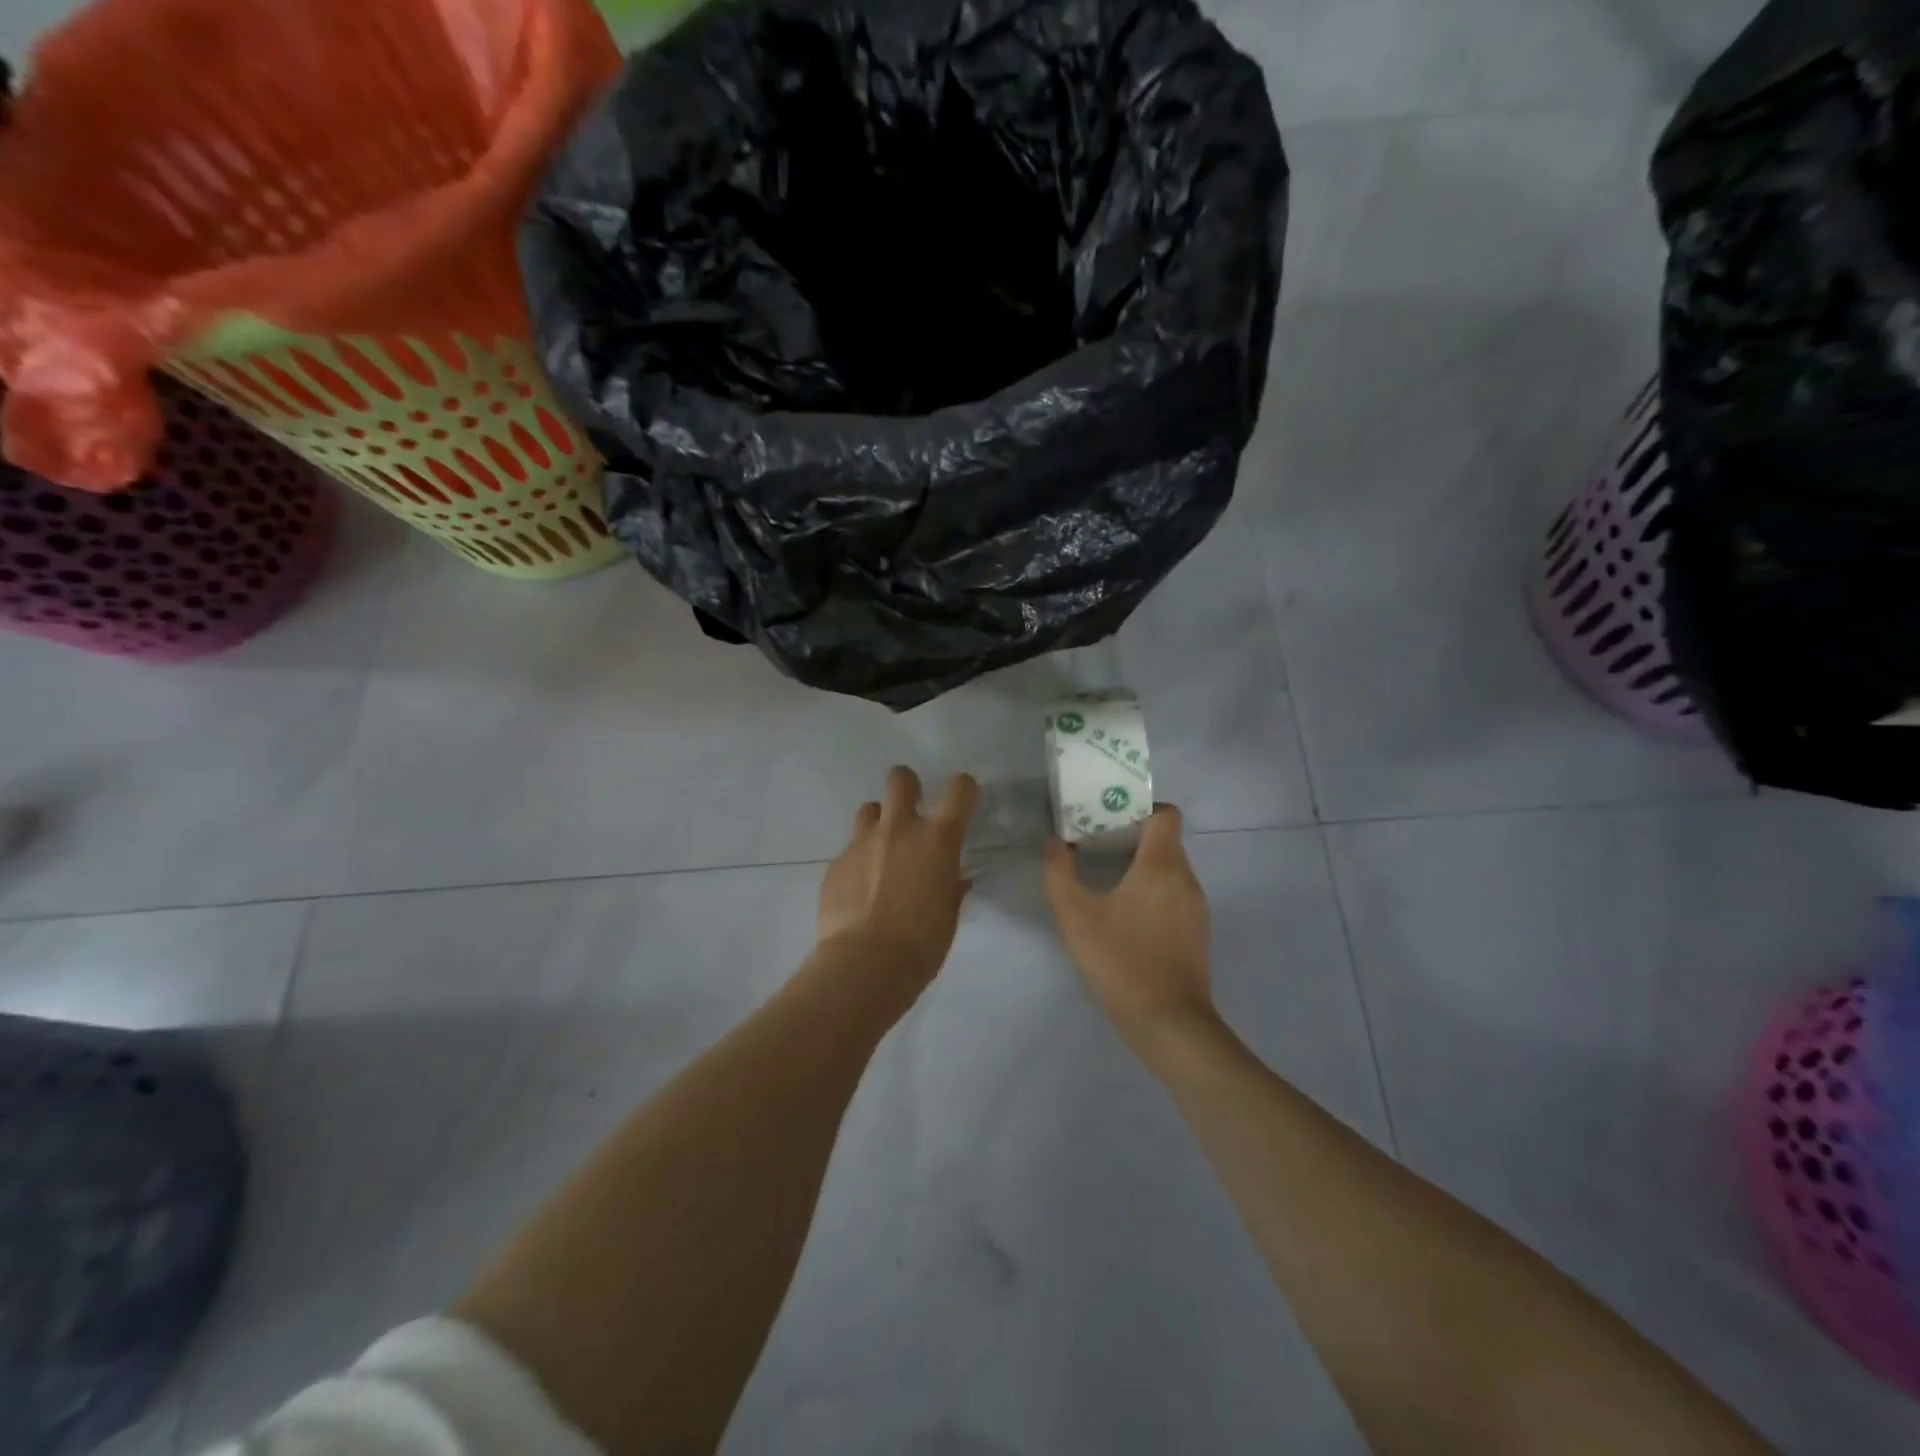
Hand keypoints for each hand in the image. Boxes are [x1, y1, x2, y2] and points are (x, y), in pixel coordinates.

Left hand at [817, 766, 978, 992]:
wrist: (865, 964)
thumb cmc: (921, 944)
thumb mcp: (948, 916)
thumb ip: (951, 888)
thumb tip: (954, 879)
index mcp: (937, 840)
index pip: (959, 789)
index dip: (963, 789)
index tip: (962, 802)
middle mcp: (899, 829)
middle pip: (900, 778)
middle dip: (907, 786)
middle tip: (910, 810)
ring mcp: (862, 843)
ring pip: (869, 809)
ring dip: (878, 822)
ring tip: (880, 850)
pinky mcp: (836, 863)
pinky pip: (850, 849)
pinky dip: (858, 861)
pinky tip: (859, 888)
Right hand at [1042, 804, 1214, 1053]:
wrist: (1169, 1025)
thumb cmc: (1122, 961)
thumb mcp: (1076, 916)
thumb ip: (1059, 873)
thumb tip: (1054, 844)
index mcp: (1163, 865)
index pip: (1166, 813)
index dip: (1139, 807)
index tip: (1108, 816)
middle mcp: (1186, 879)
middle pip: (1164, 841)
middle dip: (1129, 836)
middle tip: (1092, 844)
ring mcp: (1196, 909)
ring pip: (1168, 870)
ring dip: (1138, 867)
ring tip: (1103, 879)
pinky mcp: (1195, 935)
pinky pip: (1173, 896)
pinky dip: (1150, 893)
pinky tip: (1122, 916)